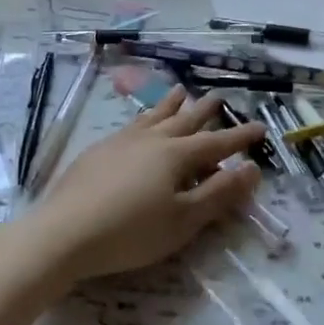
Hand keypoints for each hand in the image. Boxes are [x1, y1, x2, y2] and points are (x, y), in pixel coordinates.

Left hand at [25, 86, 265, 282]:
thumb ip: (219, 193)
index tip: (260, 127)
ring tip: (180, 91)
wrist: (63, 233)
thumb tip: (252, 168)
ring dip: (170, 105)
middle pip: (184, 120)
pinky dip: (144, 118)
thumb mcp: (183, 220)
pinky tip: (139, 123)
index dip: (240, 137)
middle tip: (220, 97)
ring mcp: (120, 142)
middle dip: (205, 111)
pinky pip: (130, 125)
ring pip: (153, 117)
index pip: (217, 143)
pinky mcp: (97, 152)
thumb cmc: (131, 232)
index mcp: (176, 155)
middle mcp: (151, 140)